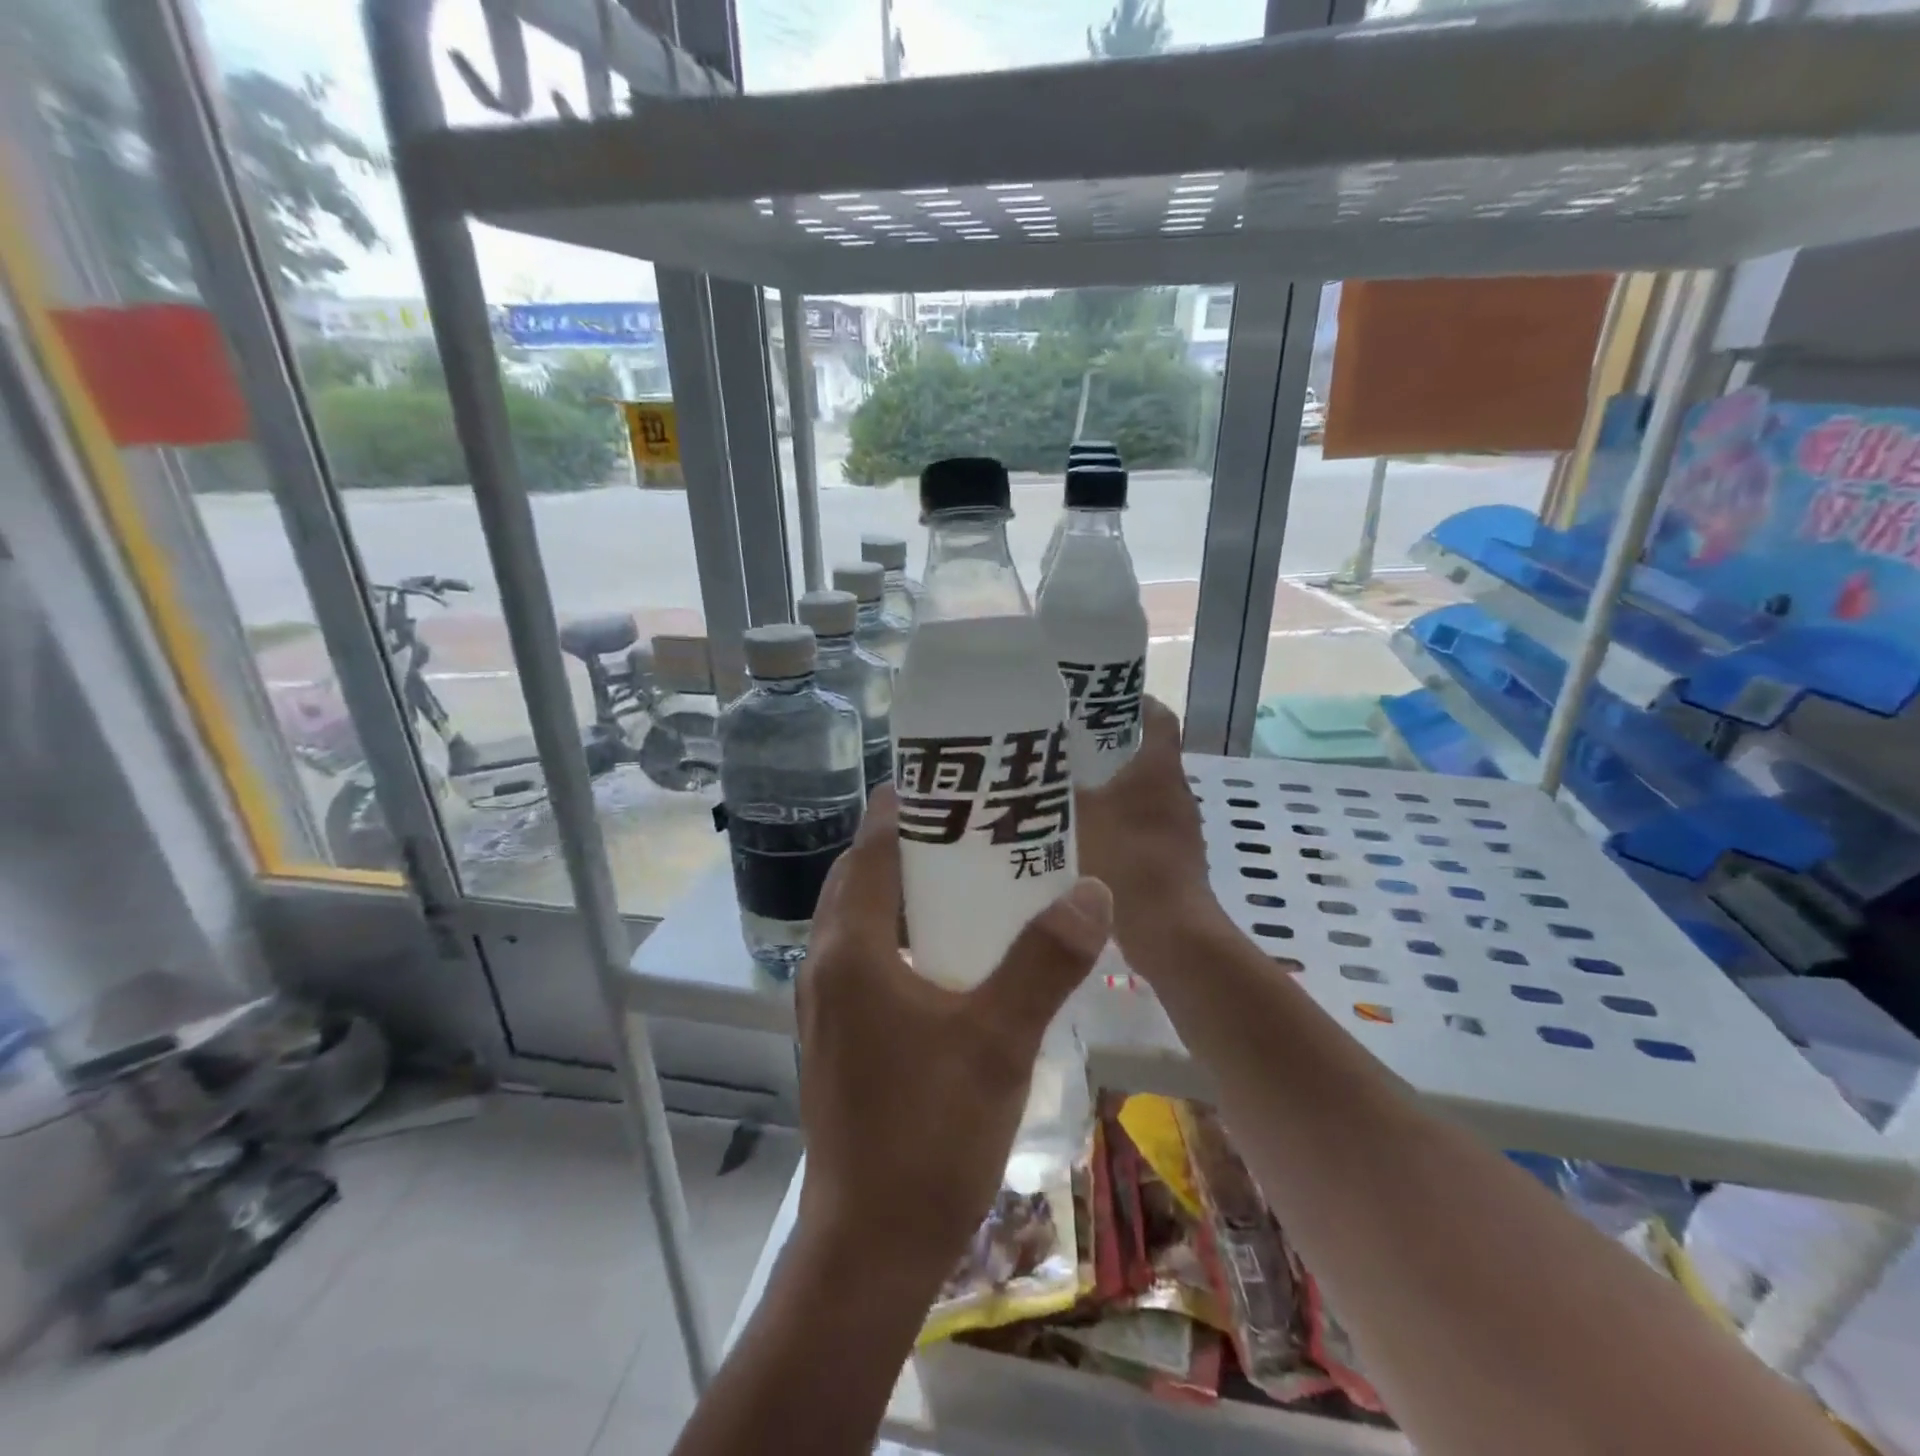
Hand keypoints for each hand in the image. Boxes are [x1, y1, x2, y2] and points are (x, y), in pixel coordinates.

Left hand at [794, 786, 1111, 1289]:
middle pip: (861, 877)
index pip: (869, 848)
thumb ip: (1044, 962)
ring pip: (862, 919)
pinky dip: (902, 934)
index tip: (949, 781)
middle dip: (908, 844)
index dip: (904, 807)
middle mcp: (827, 964)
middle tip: (971, 826)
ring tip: (968, 878)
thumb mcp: (998, 1040)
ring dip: (904, 890)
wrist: (871, 1247)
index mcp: (851, 949)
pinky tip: (954, 954)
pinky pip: (867, 957)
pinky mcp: (838, 1035)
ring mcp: (826, 1003)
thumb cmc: (928, 1135)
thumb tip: (1091, 889)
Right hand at [1076, 696, 1227, 961]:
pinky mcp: (1173, 859)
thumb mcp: (1076, 817)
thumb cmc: (1126, 860)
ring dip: (1111, 788)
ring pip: (1142, 793)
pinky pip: (1141, 826)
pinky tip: (1082, 835)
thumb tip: (1025, 770)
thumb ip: (1052, 791)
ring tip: (1066, 788)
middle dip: (1109, 746)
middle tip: (1065, 743)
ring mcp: (1178, 828)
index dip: (1133, 700)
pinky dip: (1117, 823)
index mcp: (1158, 769)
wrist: (1169, 931)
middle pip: (1145, 754)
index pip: (1157, 715)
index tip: (1098, 698)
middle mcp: (1175, 791)